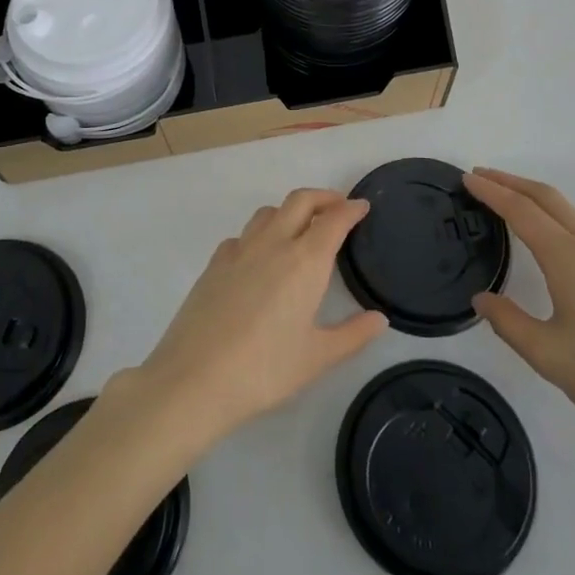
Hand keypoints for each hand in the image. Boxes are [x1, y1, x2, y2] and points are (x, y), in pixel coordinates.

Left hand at [133, 189, 387, 451]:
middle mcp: (273, 244)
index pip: (333, 220)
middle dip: (323, 197)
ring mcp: (239, 250)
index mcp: (304, 261)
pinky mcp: (214, 264)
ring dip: (290, 210)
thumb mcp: (317, 358)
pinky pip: (242, 235)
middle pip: (300, 201)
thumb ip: (352, 335)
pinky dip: (259, 234)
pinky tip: (259, 257)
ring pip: (268, 212)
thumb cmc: (264, 369)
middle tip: (338, 207)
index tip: (362, 206)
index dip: (350, 209)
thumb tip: (379, 319)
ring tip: (301, 228)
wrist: (194, 378)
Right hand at [466, 168, 574, 463]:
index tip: (466, 178)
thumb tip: (483, 299)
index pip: (522, 211)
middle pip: (547, 197)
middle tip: (479, 177)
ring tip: (505, 200)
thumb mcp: (548, 356)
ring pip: (568, 210)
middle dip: (511, 182)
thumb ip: (508, 322)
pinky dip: (553, 216)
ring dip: (533, 197)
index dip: (491, 192)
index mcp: (570, 259)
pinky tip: (545, 236)